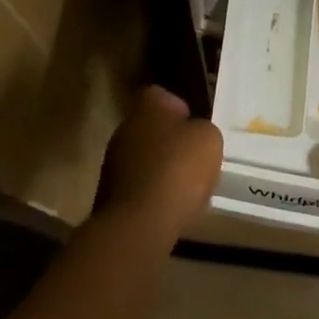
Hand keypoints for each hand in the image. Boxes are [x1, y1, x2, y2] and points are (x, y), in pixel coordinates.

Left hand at [94, 86, 222, 241]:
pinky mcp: (109, 196)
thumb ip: (202, 130)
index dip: (179, 108)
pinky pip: (138, 186)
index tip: (194, 126)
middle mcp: (124, 129)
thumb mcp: (208, 140)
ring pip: (142, 158)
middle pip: (150, 128)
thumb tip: (195, 135)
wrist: (140, 223)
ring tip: (185, 186)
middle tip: (193, 157)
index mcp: (146, 108)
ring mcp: (112, 163)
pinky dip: (152, 193)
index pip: (160, 95)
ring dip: (160, 168)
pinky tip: (170, 207)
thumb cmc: (177, 169)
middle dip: (170, 141)